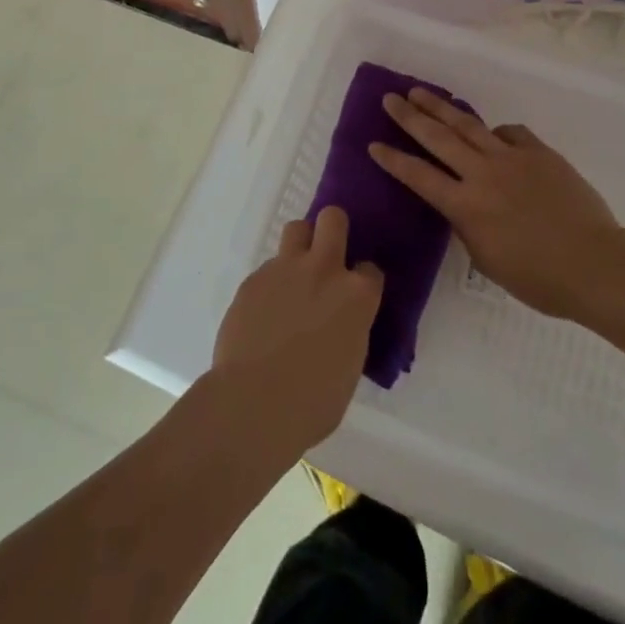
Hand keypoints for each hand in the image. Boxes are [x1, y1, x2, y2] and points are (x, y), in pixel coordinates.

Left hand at [211, 207, 382, 458]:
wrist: (253, 404)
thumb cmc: (312, 402)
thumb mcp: (350, 366)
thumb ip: (349, 330)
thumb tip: (338, 324)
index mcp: (357, 296)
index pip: (371, 270)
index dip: (363, 281)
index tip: (355, 297)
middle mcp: (324, 270)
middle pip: (333, 219)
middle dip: (333, 229)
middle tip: (327, 256)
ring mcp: (286, 269)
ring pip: (296, 229)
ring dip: (300, 247)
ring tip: (294, 278)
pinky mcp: (253, 278)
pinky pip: (268, 267)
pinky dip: (271, 283)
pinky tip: (264, 313)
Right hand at [371, 89, 624, 320]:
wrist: (595, 264)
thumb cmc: (538, 277)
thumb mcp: (487, 260)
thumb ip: (467, 226)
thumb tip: (462, 204)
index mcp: (466, 206)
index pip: (418, 176)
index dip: (393, 160)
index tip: (373, 144)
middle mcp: (482, 174)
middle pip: (438, 138)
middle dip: (409, 117)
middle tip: (390, 99)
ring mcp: (512, 158)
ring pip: (469, 125)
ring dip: (441, 107)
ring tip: (420, 92)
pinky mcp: (540, 152)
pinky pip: (511, 133)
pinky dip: (496, 132)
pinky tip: (492, 133)